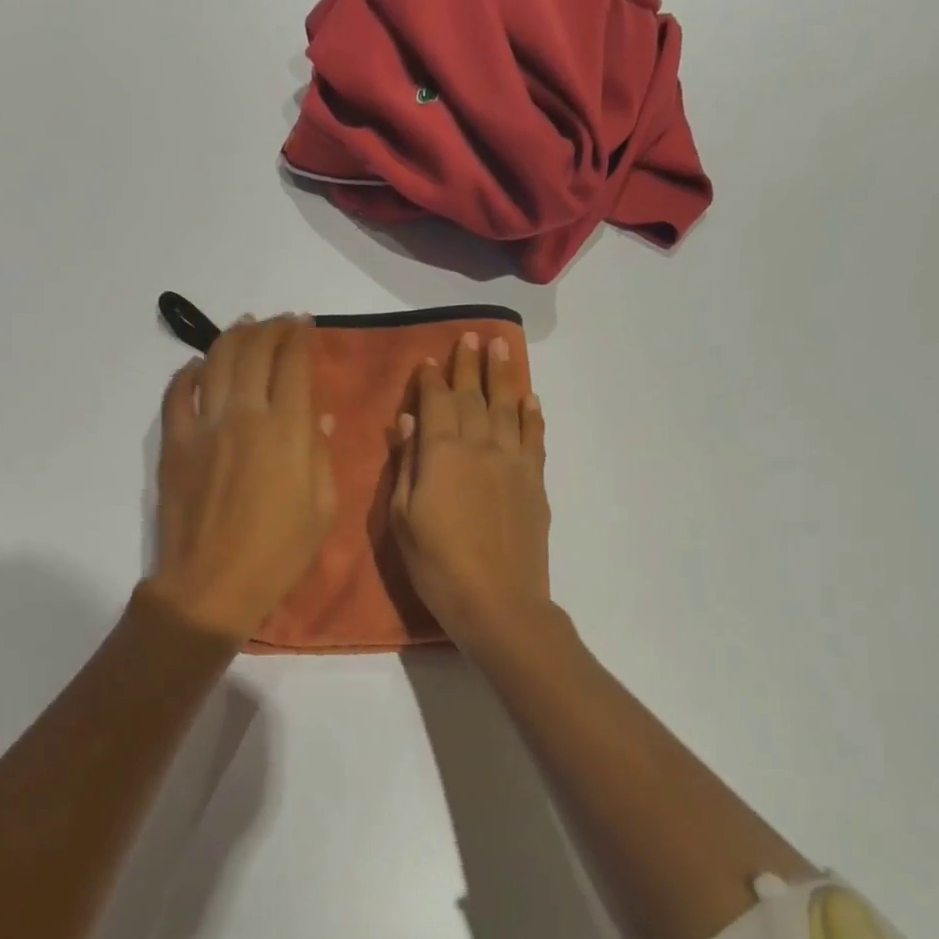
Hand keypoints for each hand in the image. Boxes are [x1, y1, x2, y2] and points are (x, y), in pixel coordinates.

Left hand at [149, 315, 336, 640]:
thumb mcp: (322, 509)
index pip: (293, 365)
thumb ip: (320, 454)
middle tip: (280, 322)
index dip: (301, 338)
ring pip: (215, 362)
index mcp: (286, 431)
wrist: (212, 585)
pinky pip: (176, 394)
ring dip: (232, 337)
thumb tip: (318, 415)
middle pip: (254, 352)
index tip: (306, 325)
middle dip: (270, 329)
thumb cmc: (279, 555)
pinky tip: (196, 366)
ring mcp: (203, 427)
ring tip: (244, 327)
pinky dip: (187, 373)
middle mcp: (244, 415)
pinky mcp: (174, 444)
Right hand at [391, 331, 550, 656]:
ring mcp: (512, 462)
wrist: (497, 601)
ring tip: (501, 348)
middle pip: (473, 397)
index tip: (427, 359)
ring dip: (503, 376)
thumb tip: (408, 423)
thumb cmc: (437, 566)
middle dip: (468, 366)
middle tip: (470, 337)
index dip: (430, 380)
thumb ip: (407, 466)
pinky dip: (532, 415)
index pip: (435, 403)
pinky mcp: (535, 482)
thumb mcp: (403, 519)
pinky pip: (534, 438)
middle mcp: (480, 446)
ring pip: (508, 408)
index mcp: (441, 454)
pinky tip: (530, 399)